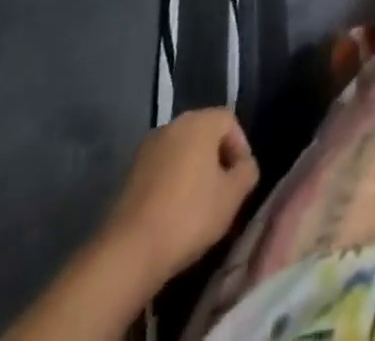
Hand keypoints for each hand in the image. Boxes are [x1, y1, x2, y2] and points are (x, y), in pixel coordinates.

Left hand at [100, 108, 258, 286]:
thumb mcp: (233, 196)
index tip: (241, 180)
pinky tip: (173, 215)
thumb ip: (247, 172)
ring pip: (181, 154)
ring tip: (198, 207)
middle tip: (223, 192)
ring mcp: (146, 150)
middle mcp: (172, 126)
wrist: (127, 253)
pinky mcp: (128, 176)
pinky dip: (171, 185)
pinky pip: (161, 171)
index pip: (230, 122)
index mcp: (199, 122)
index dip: (241, 148)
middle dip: (217, 160)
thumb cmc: (188, 216)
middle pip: (204, 135)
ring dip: (193, 173)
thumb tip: (244, 167)